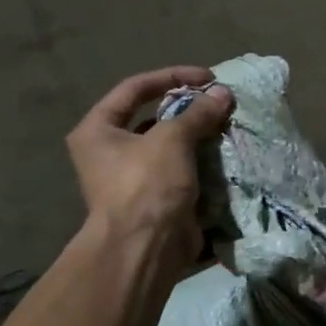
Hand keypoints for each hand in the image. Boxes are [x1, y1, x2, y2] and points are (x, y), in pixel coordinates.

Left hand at [67, 67, 232, 271]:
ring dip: (199, 137)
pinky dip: (203, 163)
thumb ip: (198, 113)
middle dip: (190, 110)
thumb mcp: (172, 140)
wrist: (146, 248)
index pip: (135, 89)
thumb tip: (223, 94)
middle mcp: (109, 152)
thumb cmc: (146, 185)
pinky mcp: (157, 200)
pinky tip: (226, 156)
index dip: (172, 77)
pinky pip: (183, 172)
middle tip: (220, 104)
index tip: (207, 78)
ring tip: (228, 127)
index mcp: (97, 130)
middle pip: (154, 118)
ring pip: (172, 147)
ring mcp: (133, 179)